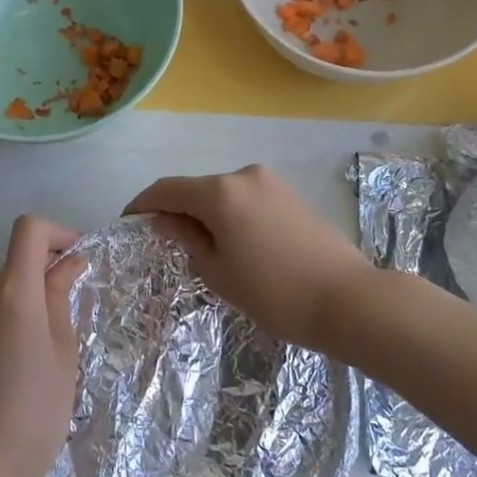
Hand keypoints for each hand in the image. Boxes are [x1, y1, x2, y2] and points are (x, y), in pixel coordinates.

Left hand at [0, 215, 83, 476]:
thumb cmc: (36, 412)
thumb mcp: (63, 353)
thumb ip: (61, 299)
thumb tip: (68, 264)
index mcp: (13, 294)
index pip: (29, 230)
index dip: (58, 233)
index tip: (79, 258)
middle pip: (19, 259)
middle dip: (49, 270)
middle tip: (76, 305)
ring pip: (8, 284)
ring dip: (33, 293)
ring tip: (55, 339)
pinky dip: (16, 312)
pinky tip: (30, 353)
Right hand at [126, 165, 371, 352]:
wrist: (348, 300)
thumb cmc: (274, 292)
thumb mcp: (218, 271)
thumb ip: (186, 238)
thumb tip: (165, 220)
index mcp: (220, 192)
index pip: (167, 190)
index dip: (143, 204)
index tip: (128, 220)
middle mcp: (244, 176)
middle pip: (197, 189)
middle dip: (177, 211)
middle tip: (166, 242)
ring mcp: (271, 183)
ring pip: (224, 194)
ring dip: (206, 214)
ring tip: (202, 248)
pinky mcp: (291, 195)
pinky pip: (247, 199)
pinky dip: (231, 215)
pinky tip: (235, 243)